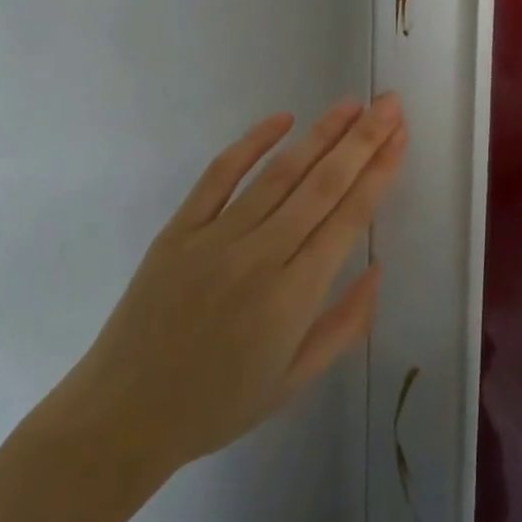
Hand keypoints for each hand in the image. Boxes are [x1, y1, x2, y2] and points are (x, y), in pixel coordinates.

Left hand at [45, 96, 405, 492]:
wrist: (122, 418)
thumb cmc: (217, 405)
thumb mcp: (294, 381)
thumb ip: (345, 325)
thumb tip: (378, 268)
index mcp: (293, 297)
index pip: (348, 218)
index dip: (378, 172)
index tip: (400, 136)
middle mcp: (260, 257)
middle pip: (322, 185)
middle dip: (362, 140)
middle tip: (389, 103)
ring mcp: (216, 238)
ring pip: (280, 173)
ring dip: (321, 134)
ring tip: (352, 104)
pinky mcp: (179, 230)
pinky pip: (219, 176)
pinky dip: (252, 143)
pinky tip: (282, 118)